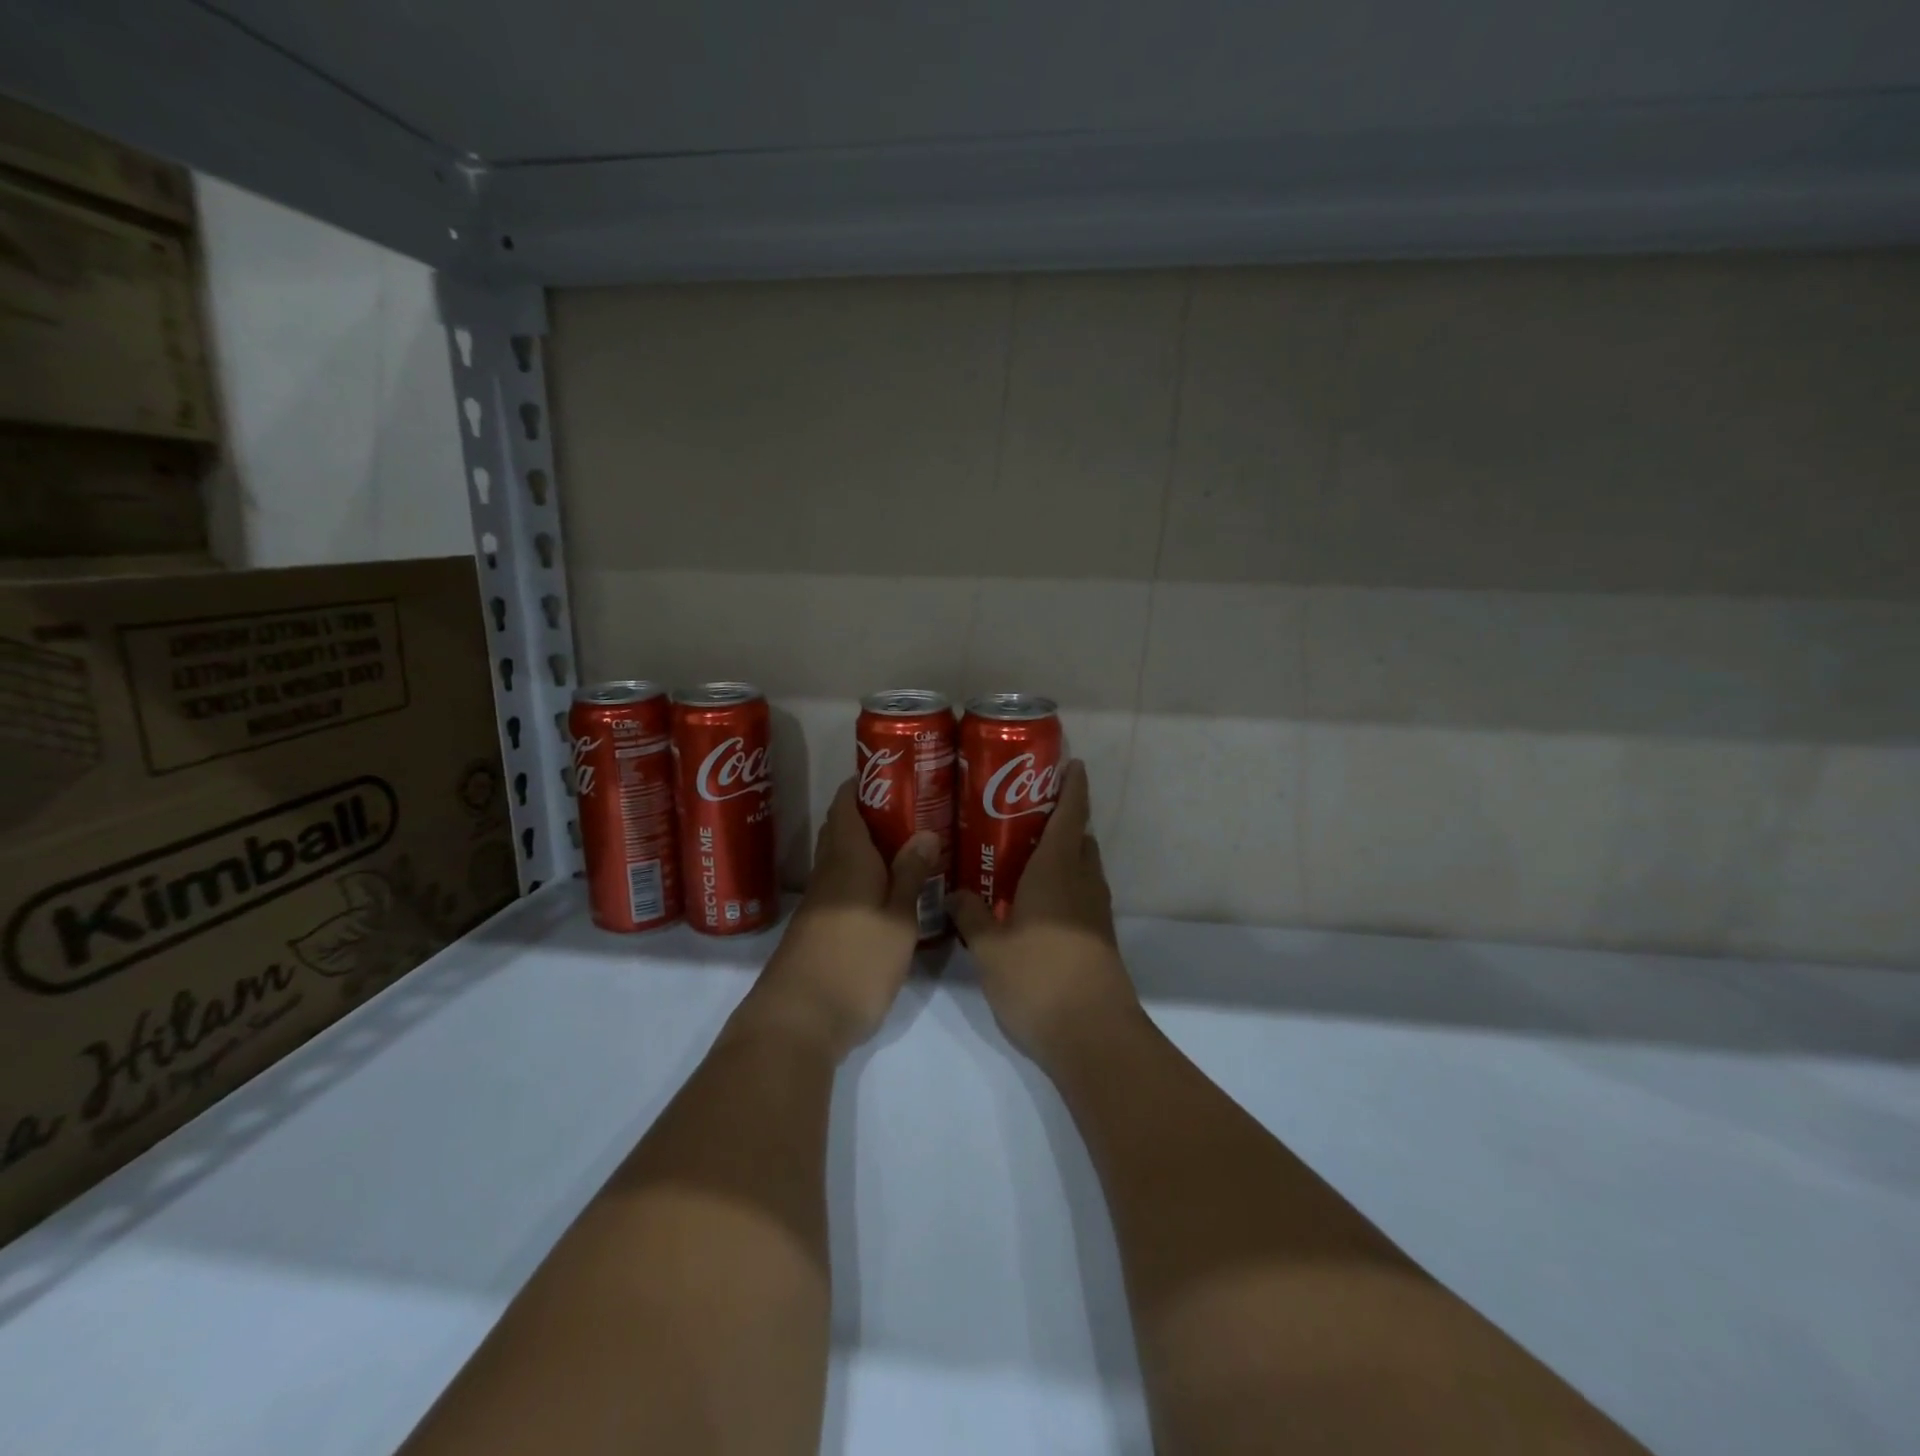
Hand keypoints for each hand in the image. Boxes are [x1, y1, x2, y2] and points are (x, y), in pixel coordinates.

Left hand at [737, 778, 937, 1062]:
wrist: (800, 1019)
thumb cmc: (856, 960)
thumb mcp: (897, 918)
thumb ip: (910, 875)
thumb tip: (924, 831)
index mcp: (847, 858)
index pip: (845, 804)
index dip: (863, 783)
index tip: (893, 772)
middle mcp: (827, 872)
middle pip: (842, 828)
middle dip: (870, 812)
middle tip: (911, 807)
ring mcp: (819, 902)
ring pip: (842, 858)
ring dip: (868, 845)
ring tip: (907, 842)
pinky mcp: (818, 928)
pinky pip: (842, 884)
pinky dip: (863, 875)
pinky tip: (888, 888)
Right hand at [949, 760, 1141, 1067]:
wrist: (1092, 1034)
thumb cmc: (1039, 978)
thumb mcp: (990, 946)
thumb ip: (970, 913)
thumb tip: (955, 891)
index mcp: (1058, 870)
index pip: (1071, 813)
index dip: (1073, 785)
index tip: (1070, 762)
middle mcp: (1082, 882)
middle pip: (1079, 837)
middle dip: (1060, 818)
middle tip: (1021, 810)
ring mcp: (1095, 911)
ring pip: (1082, 867)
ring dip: (1062, 852)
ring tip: (1021, 852)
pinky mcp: (1097, 937)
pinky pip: (1080, 894)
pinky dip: (1062, 883)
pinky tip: (1032, 900)